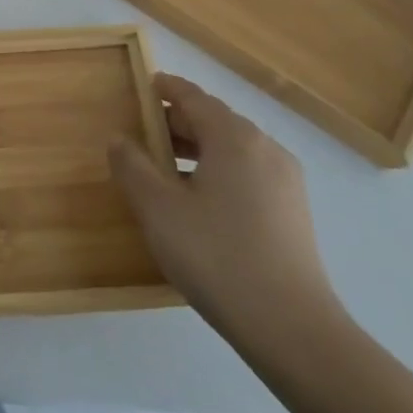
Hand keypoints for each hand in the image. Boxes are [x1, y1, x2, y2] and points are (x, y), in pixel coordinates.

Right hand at [110, 76, 340, 349]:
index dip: (167, 89)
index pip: (194, 98)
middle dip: (178, 123)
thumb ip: (132, 166)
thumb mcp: (157, 208)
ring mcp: (286, 182)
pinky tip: (198, 202)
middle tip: (143, 135)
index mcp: (234, 138)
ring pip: (233, 150)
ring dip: (197, 150)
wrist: (291, 327)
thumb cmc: (215, 255)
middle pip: (215, 121)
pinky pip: (248, 174)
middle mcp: (266, 149)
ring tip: (164, 171)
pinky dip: (218, 172)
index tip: (146, 85)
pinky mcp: (293, 212)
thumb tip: (119, 139)